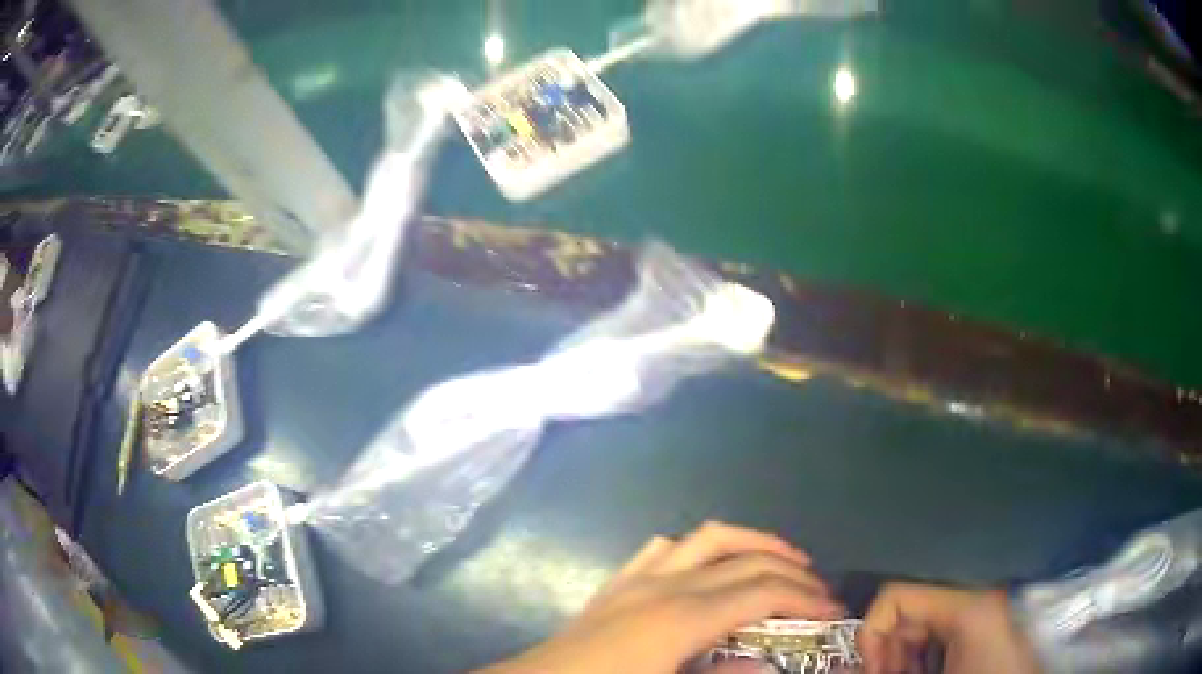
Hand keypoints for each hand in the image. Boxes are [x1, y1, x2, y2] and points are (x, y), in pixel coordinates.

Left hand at [479, 522, 843, 673]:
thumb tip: (766, 665)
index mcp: (682, 618)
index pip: (762, 593)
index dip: (805, 598)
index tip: (833, 610)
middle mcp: (666, 585)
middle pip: (747, 561)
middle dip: (792, 572)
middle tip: (820, 591)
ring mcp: (638, 578)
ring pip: (710, 538)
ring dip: (753, 543)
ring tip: (781, 562)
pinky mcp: (618, 583)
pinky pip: (666, 547)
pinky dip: (701, 548)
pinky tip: (710, 566)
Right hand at [861, 583, 1040, 673]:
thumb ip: (885, 668)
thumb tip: (841, 670)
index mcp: (965, 604)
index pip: (896, 597)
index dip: (871, 635)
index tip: (870, 673)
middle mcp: (974, 599)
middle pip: (908, 611)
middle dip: (886, 651)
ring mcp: (981, 614)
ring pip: (921, 625)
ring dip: (901, 657)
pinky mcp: (983, 629)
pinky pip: (938, 636)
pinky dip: (920, 658)